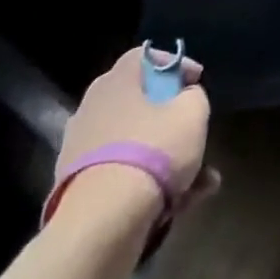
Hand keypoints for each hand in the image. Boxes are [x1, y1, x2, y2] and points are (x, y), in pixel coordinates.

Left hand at [57, 47, 215, 208]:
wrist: (102, 222)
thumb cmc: (153, 151)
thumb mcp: (192, 113)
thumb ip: (193, 96)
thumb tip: (185, 97)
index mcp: (116, 81)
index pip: (144, 56)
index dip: (174, 63)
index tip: (197, 81)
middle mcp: (92, 108)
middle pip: (139, 103)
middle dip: (172, 118)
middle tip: (195, 129)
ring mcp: (80, 150)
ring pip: (134, 144)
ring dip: (167, 157)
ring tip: (203, 179)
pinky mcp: (77, 188)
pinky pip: (122, 174)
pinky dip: (148, 183)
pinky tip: (180, 204)